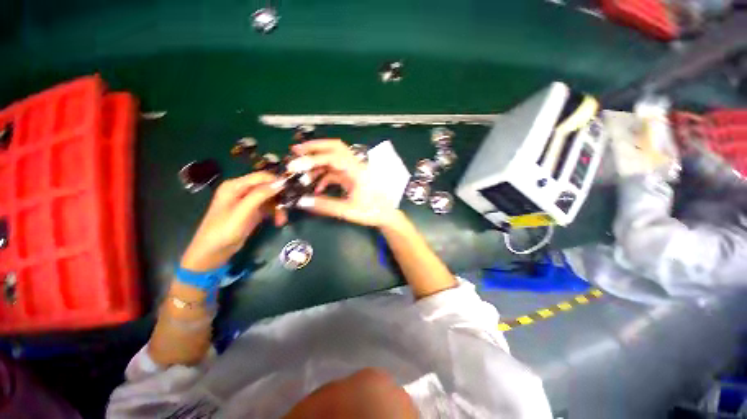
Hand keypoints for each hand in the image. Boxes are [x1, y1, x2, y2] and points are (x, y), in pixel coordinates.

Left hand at [181, 172, 285, 271]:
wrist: (213, 252)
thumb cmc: (224, 230)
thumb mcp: (243, 211)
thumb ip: (260, 195)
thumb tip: (281, 183)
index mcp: (235, 186)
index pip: (262, 177)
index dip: (277, 181)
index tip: (292, 191)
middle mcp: (242, 190)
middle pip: (268, 187)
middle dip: (279, 198)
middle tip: (289, 208)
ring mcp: (247, 201)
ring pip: (270, 199)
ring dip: (278, 208)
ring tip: (282, 221)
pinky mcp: (252, 211)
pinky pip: (268, 208)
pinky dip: (274, 214)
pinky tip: (278, 222)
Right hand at [290, 139, 401, 227]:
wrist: (386, 214)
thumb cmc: (371, 212)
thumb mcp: (348, 211)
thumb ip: (325, 206)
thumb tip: (303, 201)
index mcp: (357, 171)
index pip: (333, 157)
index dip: (313, 159)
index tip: (295, 166)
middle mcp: (356, 166)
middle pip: (335, 147)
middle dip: (315, 147)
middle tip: (296, 151)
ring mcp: (354, 170)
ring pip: (334, 158)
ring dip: (318, 162)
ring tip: (302, 170)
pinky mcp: (352, 176)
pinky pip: (336, 171)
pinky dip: (324, 175)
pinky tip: (317, 188)